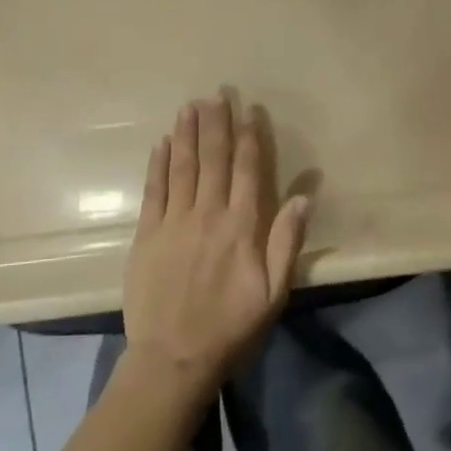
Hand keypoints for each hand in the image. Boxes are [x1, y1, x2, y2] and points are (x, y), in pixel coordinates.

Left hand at [122, 95, 311, 393]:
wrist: (173, 357)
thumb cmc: (231, 328)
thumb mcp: (273, 293)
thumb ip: (287, 242)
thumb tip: (303, 196)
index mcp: (241, 228)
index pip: (247, 171)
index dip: (249, 138)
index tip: (249, 111)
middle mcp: (207, 215)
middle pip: (212, 160)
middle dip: (215, 124)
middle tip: (216, 93)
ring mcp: (173, 222)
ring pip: (182, 167)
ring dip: (187, 134)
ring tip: (190, 106)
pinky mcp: (147, 234)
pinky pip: (153, 190)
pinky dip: (158, 164)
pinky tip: (162, 142)